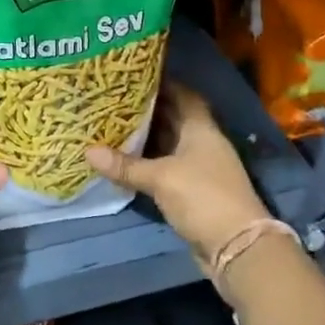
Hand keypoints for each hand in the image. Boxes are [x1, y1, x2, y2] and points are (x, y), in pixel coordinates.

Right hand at [85, 82, 270, 267]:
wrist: (237, 248)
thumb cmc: (202, 197)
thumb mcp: (160, 178)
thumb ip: (125, 165)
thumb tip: (87, 151)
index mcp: (201, 128)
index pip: (183, 95)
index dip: (162, 84)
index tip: (134, 76)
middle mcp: (202, 143)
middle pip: (174, 118)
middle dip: (147, 110)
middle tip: (115, 99)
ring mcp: (200, 168)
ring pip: (169, 144)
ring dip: (146, 138)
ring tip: (113, 124)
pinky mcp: (194, 191)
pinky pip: (167, 168)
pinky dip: (149, 163)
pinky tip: (125, 160)